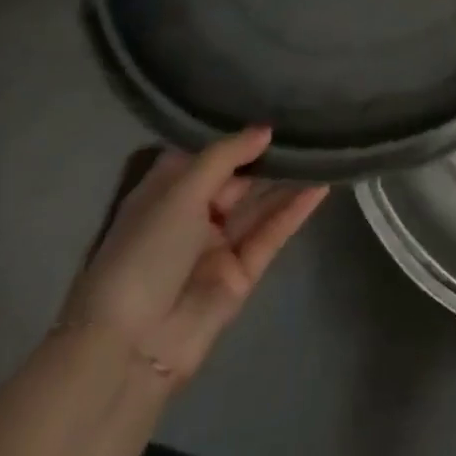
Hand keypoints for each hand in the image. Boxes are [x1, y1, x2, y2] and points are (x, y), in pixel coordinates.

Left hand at [62, 127, 327, 386]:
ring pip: (259, 205)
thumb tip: (265, 129)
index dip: (237, 134)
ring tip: (324, 150)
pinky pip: (271, 234)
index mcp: (166, 193)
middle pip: (238, 178)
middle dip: (270, 156)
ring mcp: (218, 245)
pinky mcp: (242, 273)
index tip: (274, 109)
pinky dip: (295, 211)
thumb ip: (226, 156)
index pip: (207, 154)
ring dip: (289, 181)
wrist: (132, 346)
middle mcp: (192, 215)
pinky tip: (321, 186)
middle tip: (310, 126)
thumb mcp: (180, 192)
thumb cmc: (144, 253)